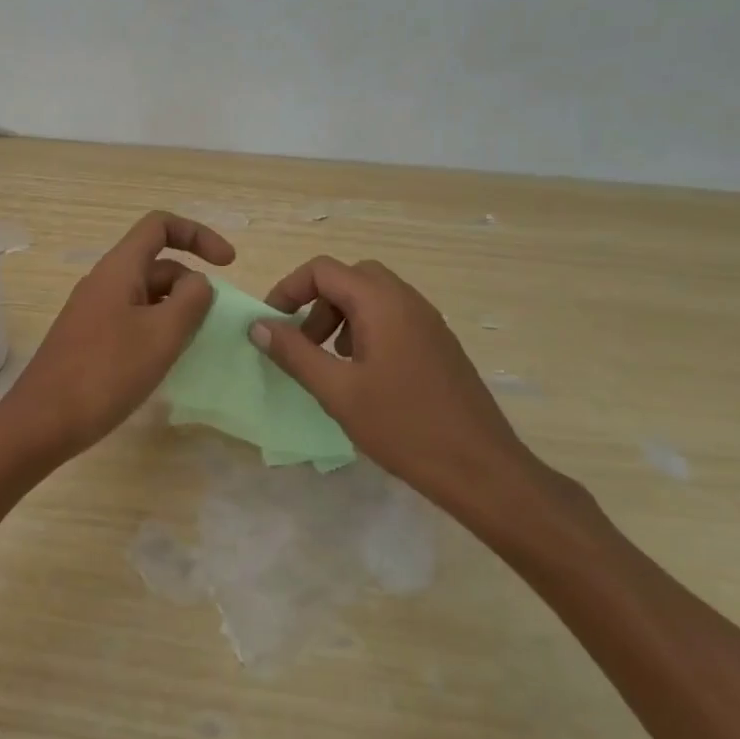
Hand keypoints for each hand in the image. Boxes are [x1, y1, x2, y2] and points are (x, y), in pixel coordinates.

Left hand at [0, 211, 236, 462]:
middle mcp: (104, 282)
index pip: (160, 225)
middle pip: (157, 263)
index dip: (198, 235)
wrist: (43, 421)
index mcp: (119, 269)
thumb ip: (190, 301)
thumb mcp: (161, 335)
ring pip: (146, 295)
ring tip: (196, 345)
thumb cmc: (106, 373)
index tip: (228, 264)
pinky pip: (132, 320)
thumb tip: (198, 282)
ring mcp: (94, 311)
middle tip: (214, 324)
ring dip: (176, 310)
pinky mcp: (90, 339)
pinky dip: (157, 330)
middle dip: (192, 284)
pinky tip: (167, 362)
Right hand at [248, 256, 550, 524]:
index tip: (271, 323)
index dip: (289, 289)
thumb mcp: (337, 391)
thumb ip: (294, 353)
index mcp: (382, 304)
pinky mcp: (438, 345)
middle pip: (351, 277)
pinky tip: (363, 376)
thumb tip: (258, 325)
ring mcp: (428, 322)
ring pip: (373, 297)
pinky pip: (393, 318)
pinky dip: (366, 330)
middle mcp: (408, 301)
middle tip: (304, 342)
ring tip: (330, 361)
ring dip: (341, 317)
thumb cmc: (403, 427)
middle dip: (317, 302)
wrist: (480, 468)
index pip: (324, 270)